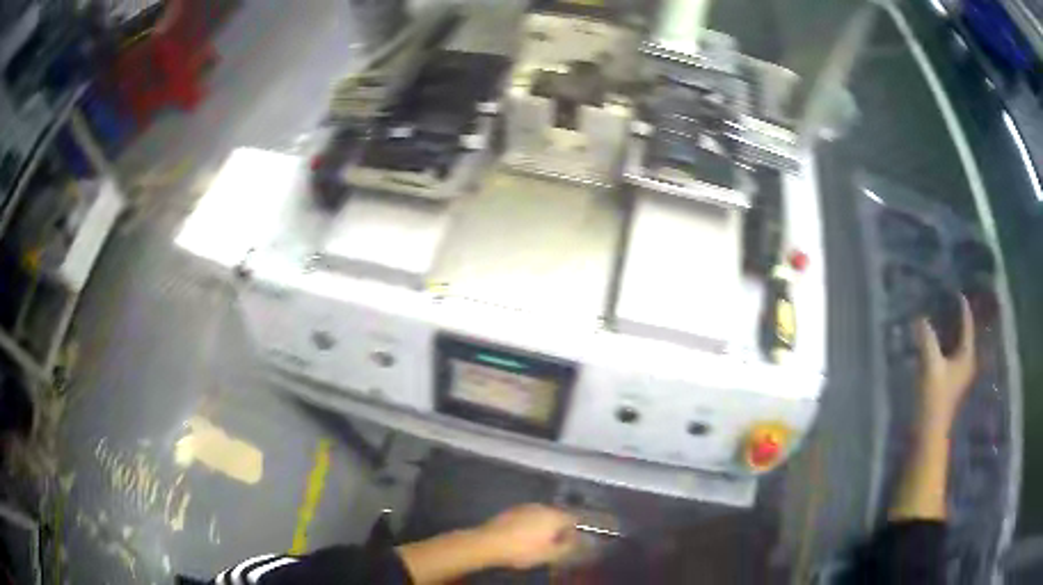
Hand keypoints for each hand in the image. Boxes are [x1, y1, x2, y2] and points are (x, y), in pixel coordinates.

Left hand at [476, 504, 578, 569]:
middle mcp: (542, 507)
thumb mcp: (549, 554)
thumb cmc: (523, 550)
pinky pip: (527, 516)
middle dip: (557, 527)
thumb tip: (576, 540)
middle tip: (554, 543)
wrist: (489, 542)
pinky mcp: (511, 510)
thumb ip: (567, 546)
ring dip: (542, 525)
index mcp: (555, 516)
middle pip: (557, 515)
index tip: (568, 542)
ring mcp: (525, 506)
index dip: (574, 531)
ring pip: (541, 515)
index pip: (573, 519)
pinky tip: (522, 535)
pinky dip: (529, 524)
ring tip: (537, 540)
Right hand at [915, 295, 976, 430]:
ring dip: (951, 332)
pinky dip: (945, 344)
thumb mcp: (931, 365)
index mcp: (967, 355)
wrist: (930, 432)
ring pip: (957, 345)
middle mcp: (967, 362)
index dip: (962, 307)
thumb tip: (920, 318)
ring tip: (942, 317)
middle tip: (947, 301)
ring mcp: (959, 374)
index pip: (967, 325)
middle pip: (964, 334)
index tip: (956, 291)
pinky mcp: (951, 383)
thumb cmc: (934, 398)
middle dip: (957, 318)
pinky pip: (951, 355)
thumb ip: (927, 339)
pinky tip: (937, 341)